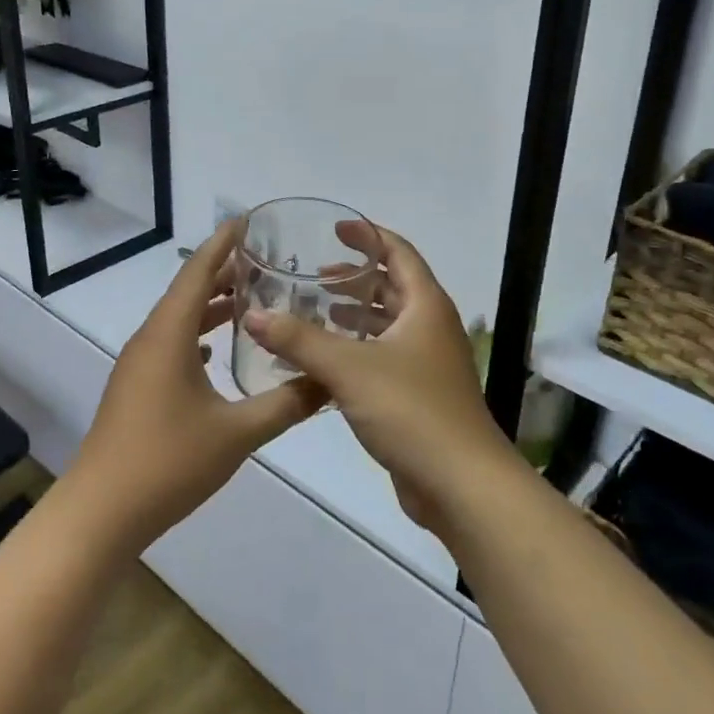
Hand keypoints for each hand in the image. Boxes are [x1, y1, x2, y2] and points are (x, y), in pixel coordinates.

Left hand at [65, 221, 324, 553]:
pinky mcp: (137, 388)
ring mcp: (139, 365)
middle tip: (266, 261)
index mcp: (170, 334)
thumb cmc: (168, 462)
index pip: (198, 271)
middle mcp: (151, 339)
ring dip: (211, 306)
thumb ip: (286, 403)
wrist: (101, 512)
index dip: (223, 242)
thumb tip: (329, 382)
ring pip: (179, 320)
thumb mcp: (237, 433)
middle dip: (224, 272)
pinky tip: (217, 352)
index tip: (247, 219)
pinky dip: (198, 336)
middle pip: (189, 291)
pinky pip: (171, 345)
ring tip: (250, 300)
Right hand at [241, 225, 518, 534]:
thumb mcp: (348, 368)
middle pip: (392, 288)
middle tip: (312, 277)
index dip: (368, 236)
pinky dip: (355, 350)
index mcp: (425, 306)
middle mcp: (429, 327)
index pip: (398, 253)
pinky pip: (382, 358)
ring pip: (386, 325)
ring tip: (312, 313)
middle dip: (354, 279)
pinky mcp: (417, 395)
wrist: (460, 484)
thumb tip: (253, 315)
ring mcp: (426, 363)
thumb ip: (298, 339)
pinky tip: (323, 362)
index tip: (335, 230)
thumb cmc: (411, 410)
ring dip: (353, 316)